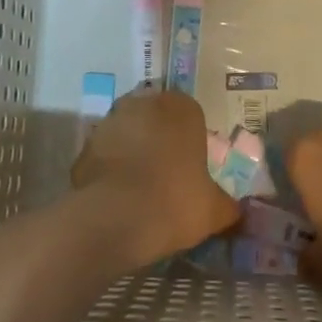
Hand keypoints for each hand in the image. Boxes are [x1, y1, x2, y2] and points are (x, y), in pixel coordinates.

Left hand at [72, 90, 239, 266]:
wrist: (114, 218)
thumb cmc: (175, 201)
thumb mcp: (214, 210)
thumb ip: (228, 206)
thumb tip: (237, 211)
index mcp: (181, 108)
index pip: (191, 115)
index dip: (192, 141)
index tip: (192, 168)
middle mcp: (144, 103)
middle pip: (157, 119)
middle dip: (161, 141)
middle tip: (168, 176)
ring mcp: (110, 121)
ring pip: (129, 133)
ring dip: (134, 152)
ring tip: (141, 189)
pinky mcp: (85, 145)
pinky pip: (105, 154)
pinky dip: (111, 169)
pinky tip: (118, 197)